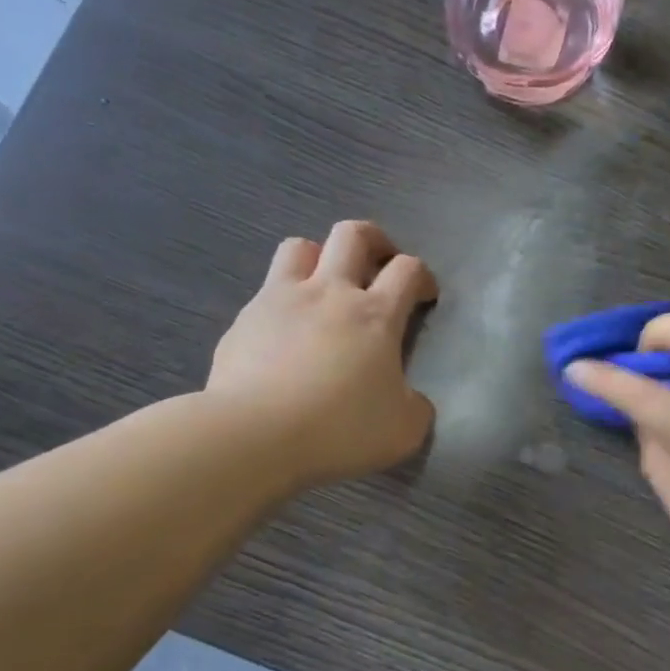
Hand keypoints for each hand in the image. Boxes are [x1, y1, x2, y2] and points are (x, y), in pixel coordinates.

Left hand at [207, 221, 437, 489]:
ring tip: (324, 286)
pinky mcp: (244, 320)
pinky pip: (266, 293)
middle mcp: (329, 292)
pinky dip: (282, 303)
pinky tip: (283, 336)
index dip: (422, 277)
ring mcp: (281, 300)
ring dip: (319, 257)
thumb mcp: (403, 431)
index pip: (408, 270)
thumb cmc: (339, 429)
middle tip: (380, 265)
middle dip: (375, 241)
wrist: (255, 435)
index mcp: (375, 315)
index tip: (425, 296)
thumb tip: (412, 401)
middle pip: (353, 235)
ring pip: (300, 247)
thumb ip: (415, 408)